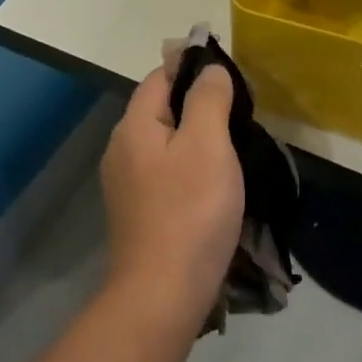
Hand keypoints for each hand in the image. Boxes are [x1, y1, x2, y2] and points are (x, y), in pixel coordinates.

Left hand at [100, 64, 245, 322]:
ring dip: (196, 137)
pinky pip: (165, 172)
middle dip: (197, 103)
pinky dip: (189, 166)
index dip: (193, 68)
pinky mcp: (138, 212)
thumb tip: (208, 68)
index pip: (160, 76)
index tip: (231, 77)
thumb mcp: (208, 144)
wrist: (162, 293)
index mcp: (134, 126)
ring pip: (164, 142)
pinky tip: (213, 182)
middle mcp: (121, 149)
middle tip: (240, 113)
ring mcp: (126, 184)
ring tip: (233, 146)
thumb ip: (208, 99)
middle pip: (160, 109)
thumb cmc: (190, 210)